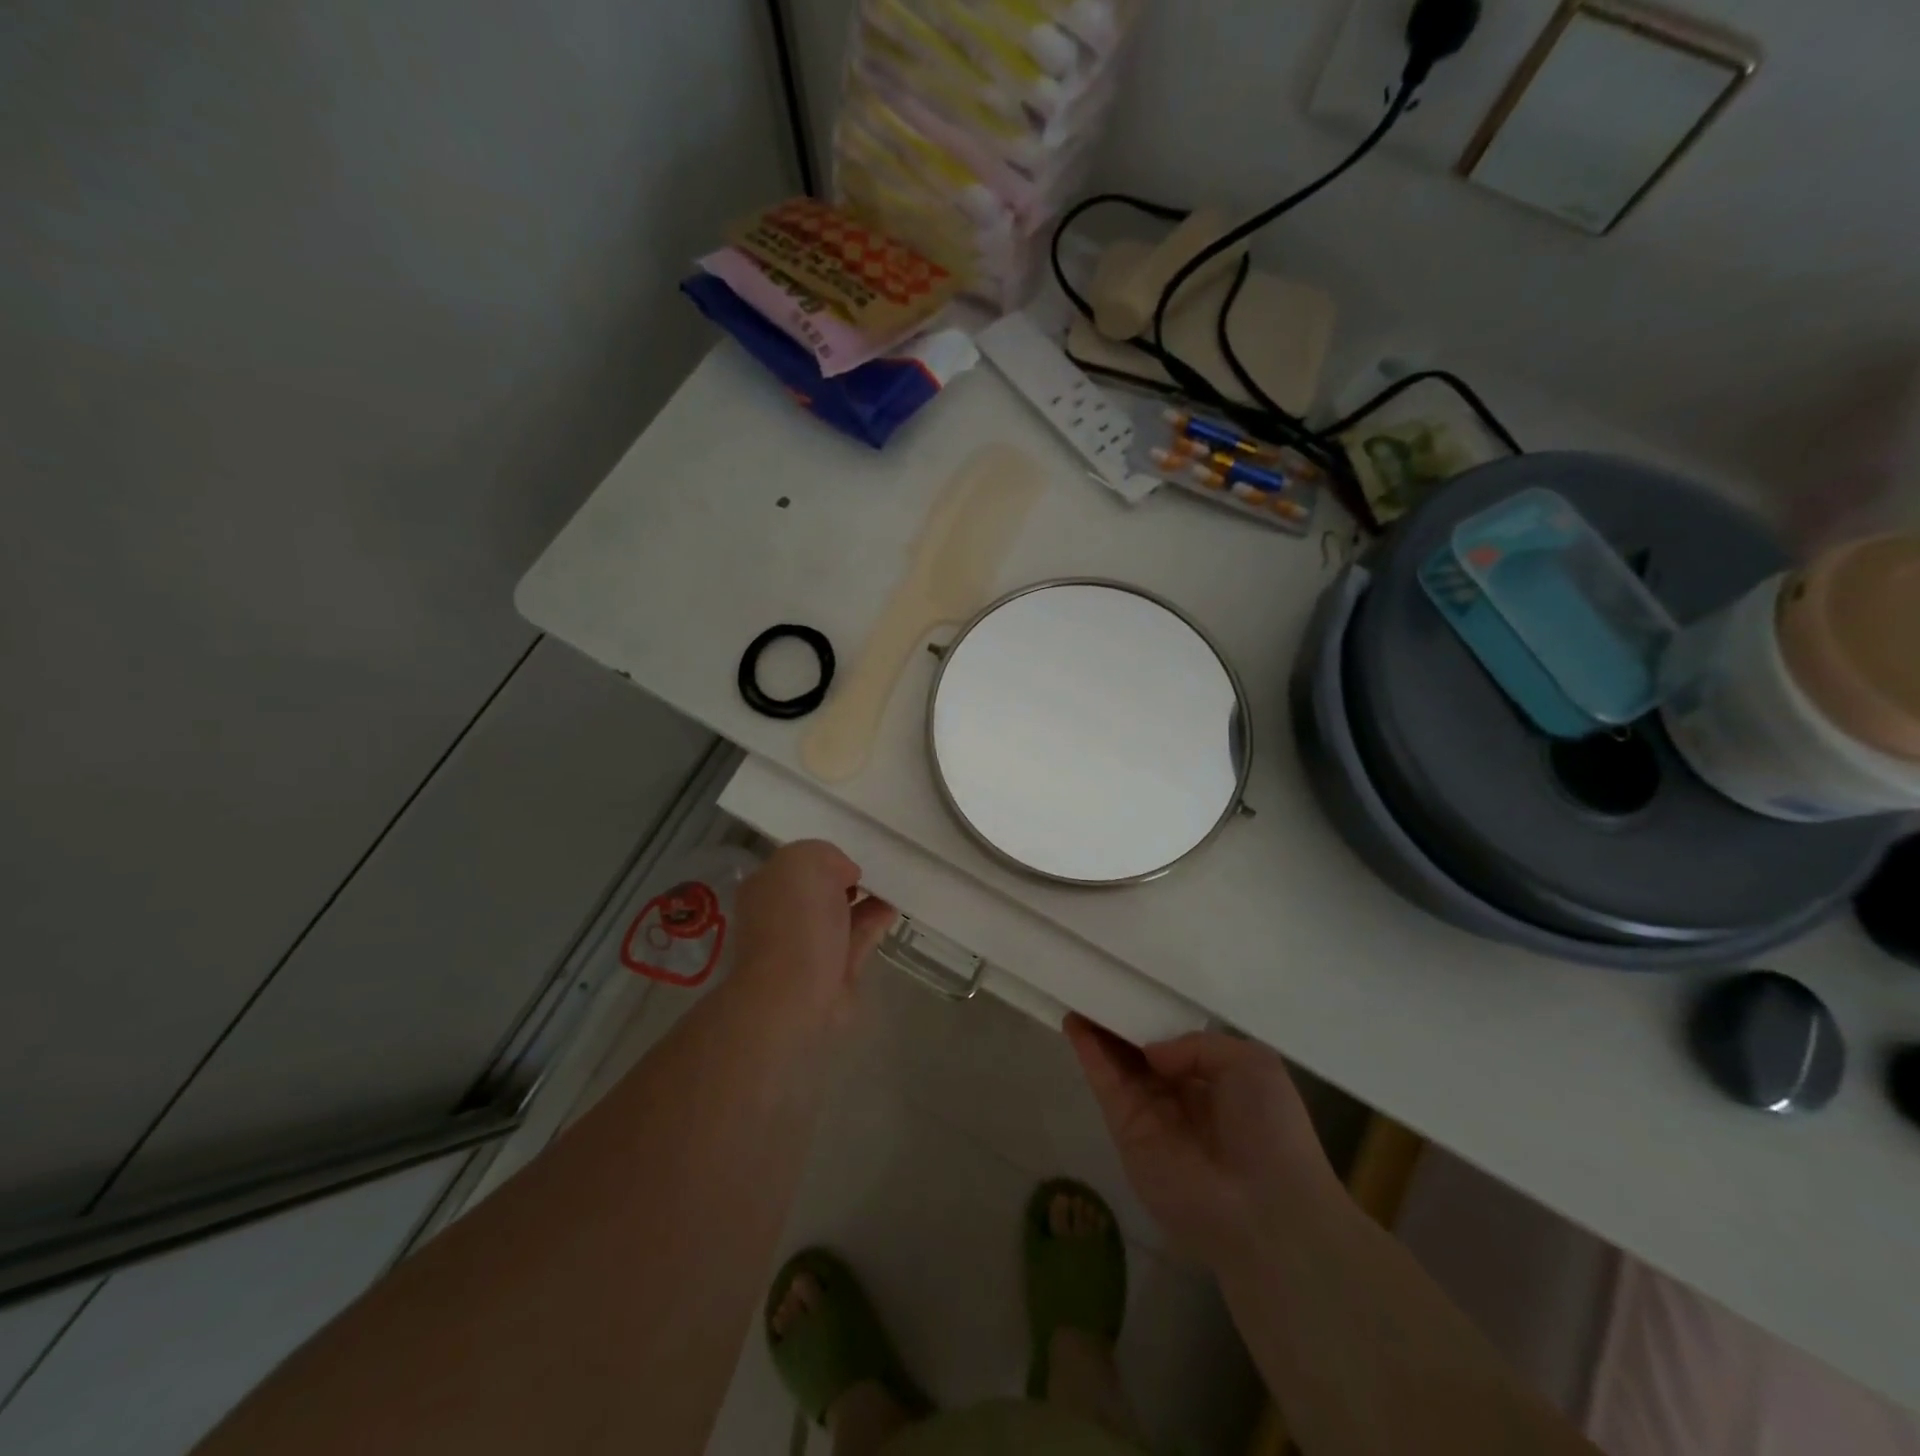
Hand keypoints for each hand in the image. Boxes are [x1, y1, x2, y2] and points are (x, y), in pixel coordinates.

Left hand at [729, 841, 895, 1022]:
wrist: (794, 993)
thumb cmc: (795, 921)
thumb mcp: (805, 861)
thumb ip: (826, 855)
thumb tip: (845, 875)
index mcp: (766, 887)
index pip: (796, 865)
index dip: (825, 859)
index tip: (851, 858)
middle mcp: (782, 915)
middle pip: (819, 892)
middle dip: (846, 882)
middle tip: (876, 873)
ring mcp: (806, 946)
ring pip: (840, 916)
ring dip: (865, 903)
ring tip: (892, 890)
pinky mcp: (832, 972)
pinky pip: (855, 939)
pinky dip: (873, 924)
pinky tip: (891, 911)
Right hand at [1066, 1016, 1342, 1267]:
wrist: (1263, 1210)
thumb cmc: (1270, 1130)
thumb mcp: (1252, 1063)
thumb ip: (1198, 1044)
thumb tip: (1152, 1052)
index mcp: (1217, 1083)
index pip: (1178, 1044)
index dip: (1155, 1018)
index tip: (1135, 989)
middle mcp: (1181, 1097)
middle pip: (1142, 1052)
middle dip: (1122, 1021)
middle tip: (1098, 986)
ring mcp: (1151, 1115)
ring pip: (1119, 1064)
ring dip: (1099, 1031)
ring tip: (1079, 993)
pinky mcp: (1126, 1132)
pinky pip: (1106, 1084)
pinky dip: (1089, 1053)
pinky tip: (1075, 1022)